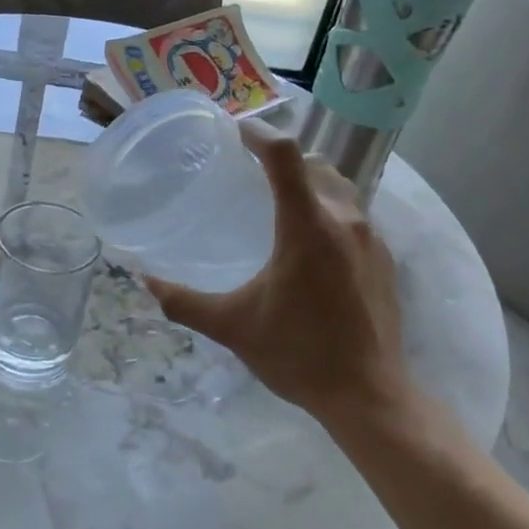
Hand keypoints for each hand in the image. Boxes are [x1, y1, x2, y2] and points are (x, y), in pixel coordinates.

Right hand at [145, 128, 418, 434]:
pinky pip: (354, 214)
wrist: (369, 395)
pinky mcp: (384, 258)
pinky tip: (309, 241)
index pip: (284, 155)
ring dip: (308, 181)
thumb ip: (183, 302)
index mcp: (306, 227)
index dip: (257, 133)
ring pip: (339, 186)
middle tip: (247, 169)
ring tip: (277, 198)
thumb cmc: (297, 354)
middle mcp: (344, 220)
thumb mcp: (232, 327)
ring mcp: (371, 238)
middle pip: (313, 163)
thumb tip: (143, 282)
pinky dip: (328, 208)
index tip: (233, 133)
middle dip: (281, 157)